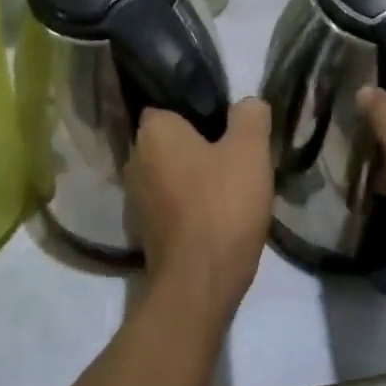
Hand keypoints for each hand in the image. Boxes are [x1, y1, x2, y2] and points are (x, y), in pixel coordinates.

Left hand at [128, 99, 273, 320]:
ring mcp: (135, 197)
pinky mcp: (144, 229)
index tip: (227, 123)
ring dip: (195, 176)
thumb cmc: (221, 205)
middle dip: (199, 144)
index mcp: (153, 131)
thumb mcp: (250, 150)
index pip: (170, 103)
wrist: (199, 282)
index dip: (199, 109)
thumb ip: (250, 116)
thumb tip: (248, 103)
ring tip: (231, 186)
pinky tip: (217, 214)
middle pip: (172, 139)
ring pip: (171, 172)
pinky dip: (189, 204)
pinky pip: (170, 201)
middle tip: (235, 153)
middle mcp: (134, 158)